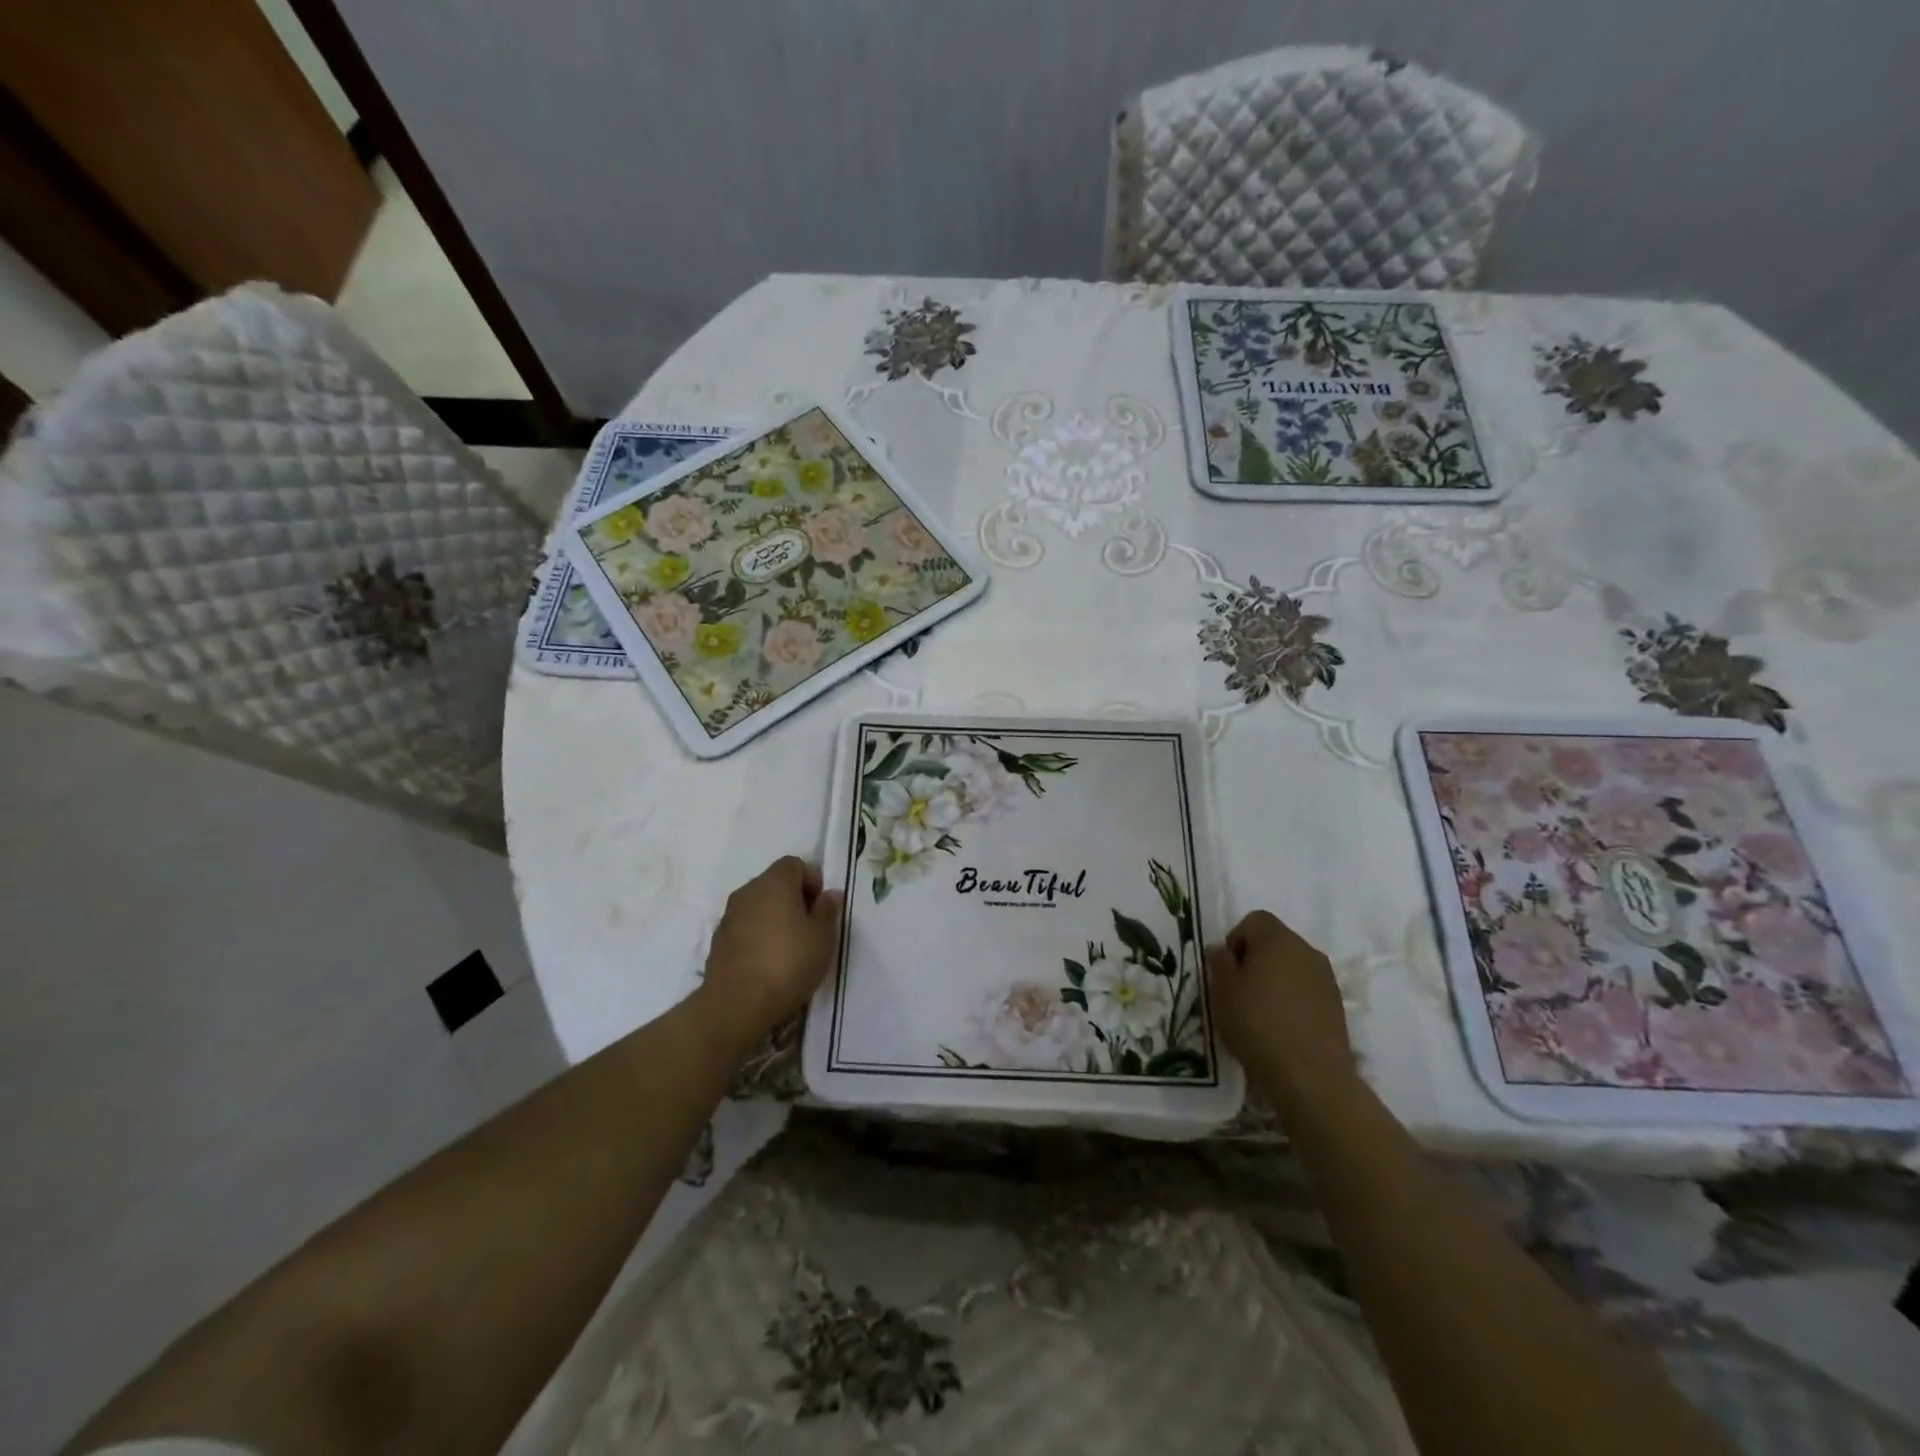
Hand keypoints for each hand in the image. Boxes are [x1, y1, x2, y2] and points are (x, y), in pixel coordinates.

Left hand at [695, 856, 842, 1055]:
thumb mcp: (822, 938)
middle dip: (794, 898)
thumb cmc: (788, 964)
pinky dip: (757, 935)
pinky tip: (768, 962)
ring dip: (774, 917)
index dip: (812, 880)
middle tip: (810, 928)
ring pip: (758, 905)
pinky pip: (745, 926)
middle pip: (775, 882)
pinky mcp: (718, 940)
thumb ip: (827, 910)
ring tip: (789, 948)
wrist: (736, 1004)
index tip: (821, 907)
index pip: (794, 864)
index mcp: (775, 883)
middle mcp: (748, 891)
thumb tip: (829, 893)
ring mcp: (729, 916)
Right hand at [1207, 910, 1354, 1103]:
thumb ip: (1218, 962)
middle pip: (1275, 942)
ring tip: (1261, 1012)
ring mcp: (1326, 978)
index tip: (1228, 970)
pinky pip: (1307, 990)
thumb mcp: (1221, 990)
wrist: (1310, 1075)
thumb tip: (1222, 950)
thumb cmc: (1257, 1024)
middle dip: (1256, 959)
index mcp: (1278, 939)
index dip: (1236, 939)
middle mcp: (1307, 950)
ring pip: (1292, 966)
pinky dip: (1293, 1000)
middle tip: (1240, 991)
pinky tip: (1282, 1027)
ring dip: (1276, 980)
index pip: (1254, 920)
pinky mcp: (1337, 1005)